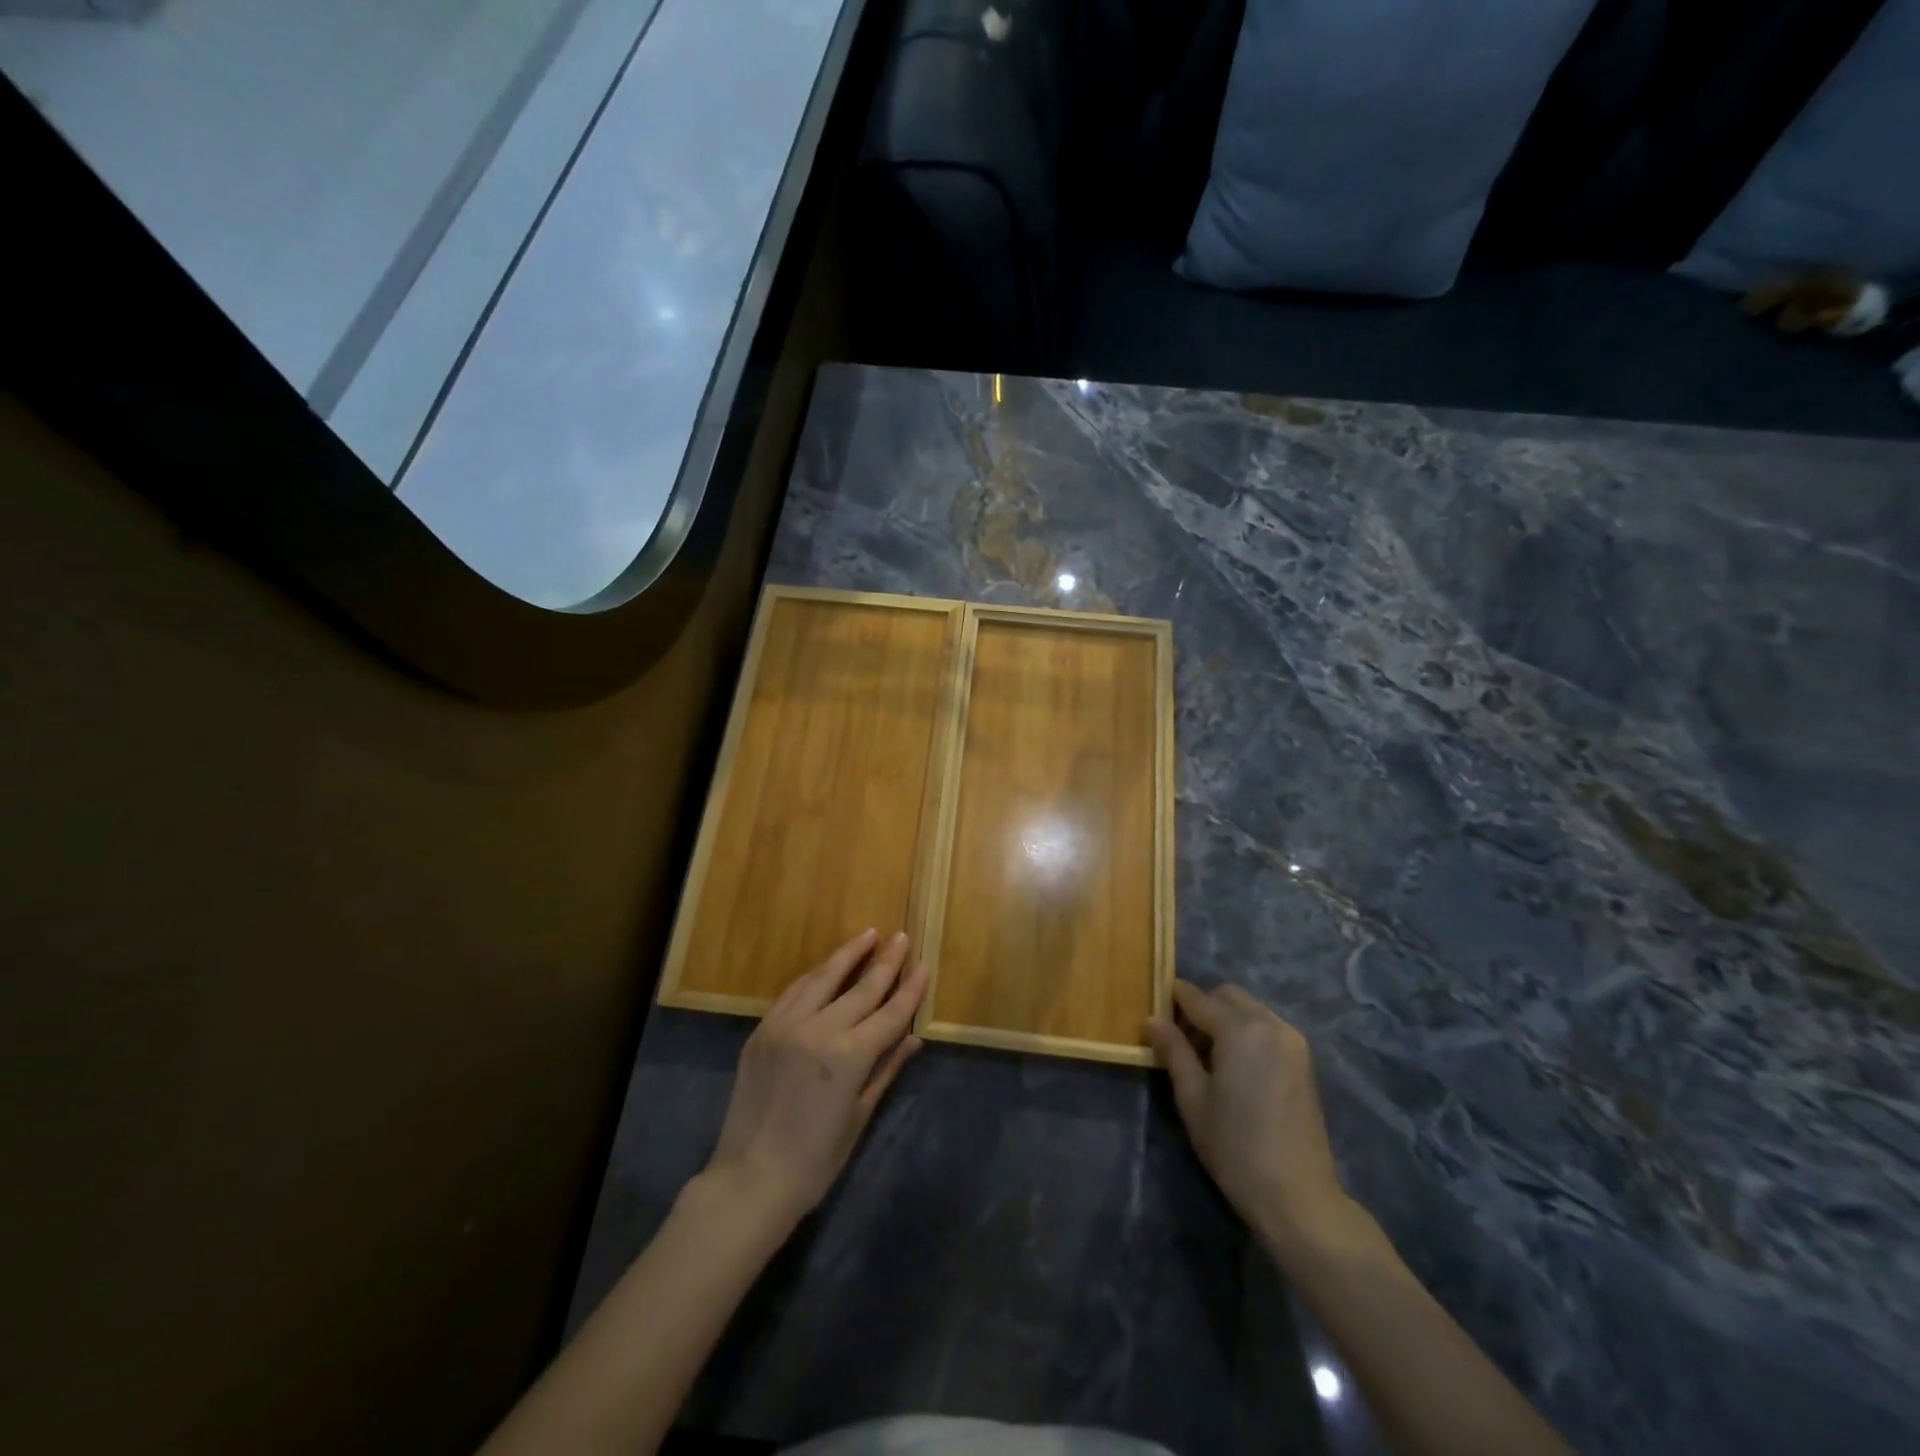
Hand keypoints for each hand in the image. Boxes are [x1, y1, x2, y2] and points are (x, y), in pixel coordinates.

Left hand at [706, 929, 927, 1227]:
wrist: (750, 1180)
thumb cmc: (815, 1161)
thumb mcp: (859, 1116)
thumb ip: (886, 1069)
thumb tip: (914, 1038)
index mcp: (849, 1057)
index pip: (890, 1013)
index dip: (910, 989)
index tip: (924, 964)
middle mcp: (818, 1030)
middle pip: (861, 987)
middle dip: (885, 961)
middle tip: (902, 936)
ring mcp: (786, 1025)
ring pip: (823, 978)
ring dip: (848, 954)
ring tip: (867, 935)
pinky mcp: (762, 1029)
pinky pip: (794, 992)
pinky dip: (815, 976)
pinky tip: (827, 967)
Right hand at [1146, 981, 1350, 1253]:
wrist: (1297, 1196)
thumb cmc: (1235, 1147)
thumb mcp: (1193, 1098)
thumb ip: (1174, 1051)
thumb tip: (1152, 1019)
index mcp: (1241, 1029)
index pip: (1199, 999)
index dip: (1174, 999)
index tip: (1155, 1007)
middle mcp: (1270, 1024)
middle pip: (1228, 996)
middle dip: (1202, 1006)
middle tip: (1181, 1039)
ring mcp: (1292, 1042)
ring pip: (1250, 1009)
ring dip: (1226, 1018)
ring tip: (1207, 1057)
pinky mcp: (1304, 1061)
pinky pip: (1267, 1027)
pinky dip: (1247, 1032)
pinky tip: (1235, 1067)